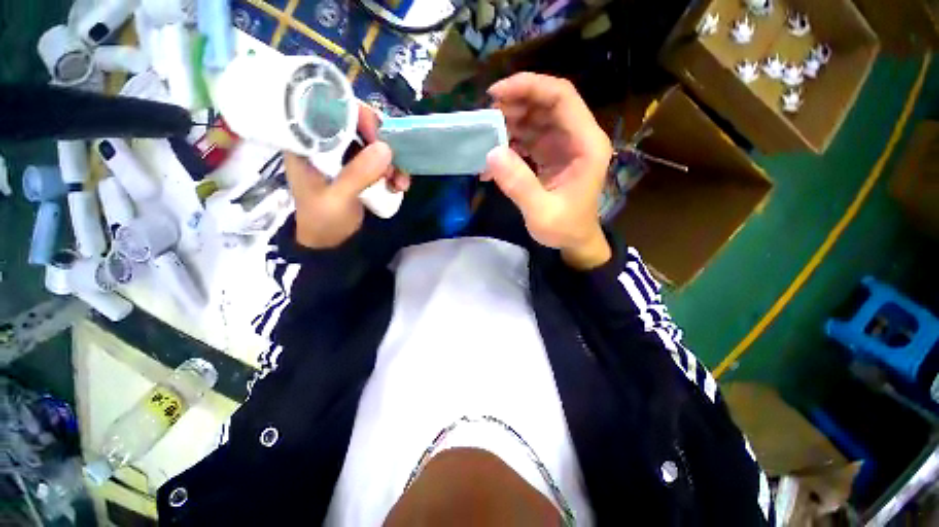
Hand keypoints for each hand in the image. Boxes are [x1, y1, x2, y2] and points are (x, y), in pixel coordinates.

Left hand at [286, 103, 409, 248]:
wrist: (330, 242)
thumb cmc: (323, 220)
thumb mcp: (337, 198)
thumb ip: (358, 174)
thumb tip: (386, 148)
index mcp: (307, 144)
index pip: (328, 110)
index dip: (355, 115)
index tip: (377, 134)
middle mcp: (326, 144)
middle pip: (356, 125)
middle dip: (380, 142)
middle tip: (393, 161)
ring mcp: (344, 157)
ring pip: (372, 144)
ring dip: (392, 160)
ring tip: (400, 182)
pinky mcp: (359, 169)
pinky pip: (380, 161)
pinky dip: (393, 171)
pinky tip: (399, 186)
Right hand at [484, 73, 612, 269]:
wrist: (573, 242)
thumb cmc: (565, 229)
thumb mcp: (542, 213)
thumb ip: (519, 185)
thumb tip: (491, 153)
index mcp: (586, 144)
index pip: (561, 97)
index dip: (530, 87)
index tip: (496, 93)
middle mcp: (577, 137)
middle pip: (546, 103)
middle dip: (515, 104)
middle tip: (485, 116)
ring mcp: (563, 145)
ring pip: (535, 119)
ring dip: (509, 123)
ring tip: (486, 137)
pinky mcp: (551, 155)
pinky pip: (529, 138)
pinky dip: (510, 143)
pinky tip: (494, 158)